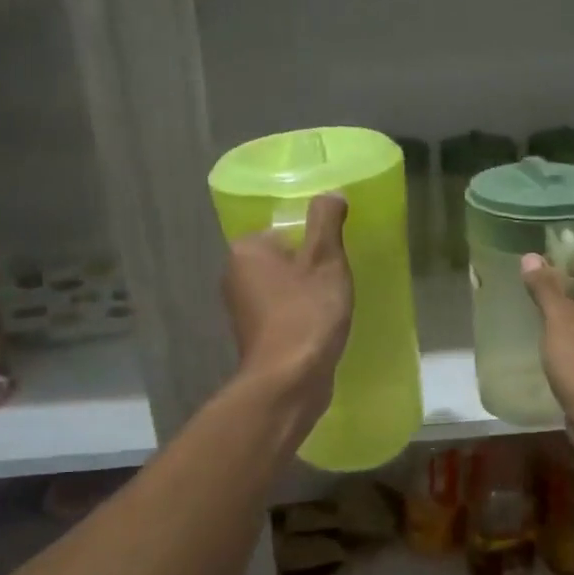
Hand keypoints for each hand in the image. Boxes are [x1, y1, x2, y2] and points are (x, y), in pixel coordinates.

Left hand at [223, 193, 353, 431]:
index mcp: (245, 250)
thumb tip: (331, 193)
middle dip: (310, 267)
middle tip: (339, 279)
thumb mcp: (325, 260)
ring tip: (334, 304)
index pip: (283, 230)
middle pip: (283, 259)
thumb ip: (327, 222)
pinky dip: (301, 317)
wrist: (290, 381)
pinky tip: (322, 327)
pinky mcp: (256, 338)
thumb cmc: (307, 313)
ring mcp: (242, 310)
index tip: (336, 256)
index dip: (314, 240)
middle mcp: (234, 276)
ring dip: (307, 294)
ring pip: (283, 288)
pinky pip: (283, 314)